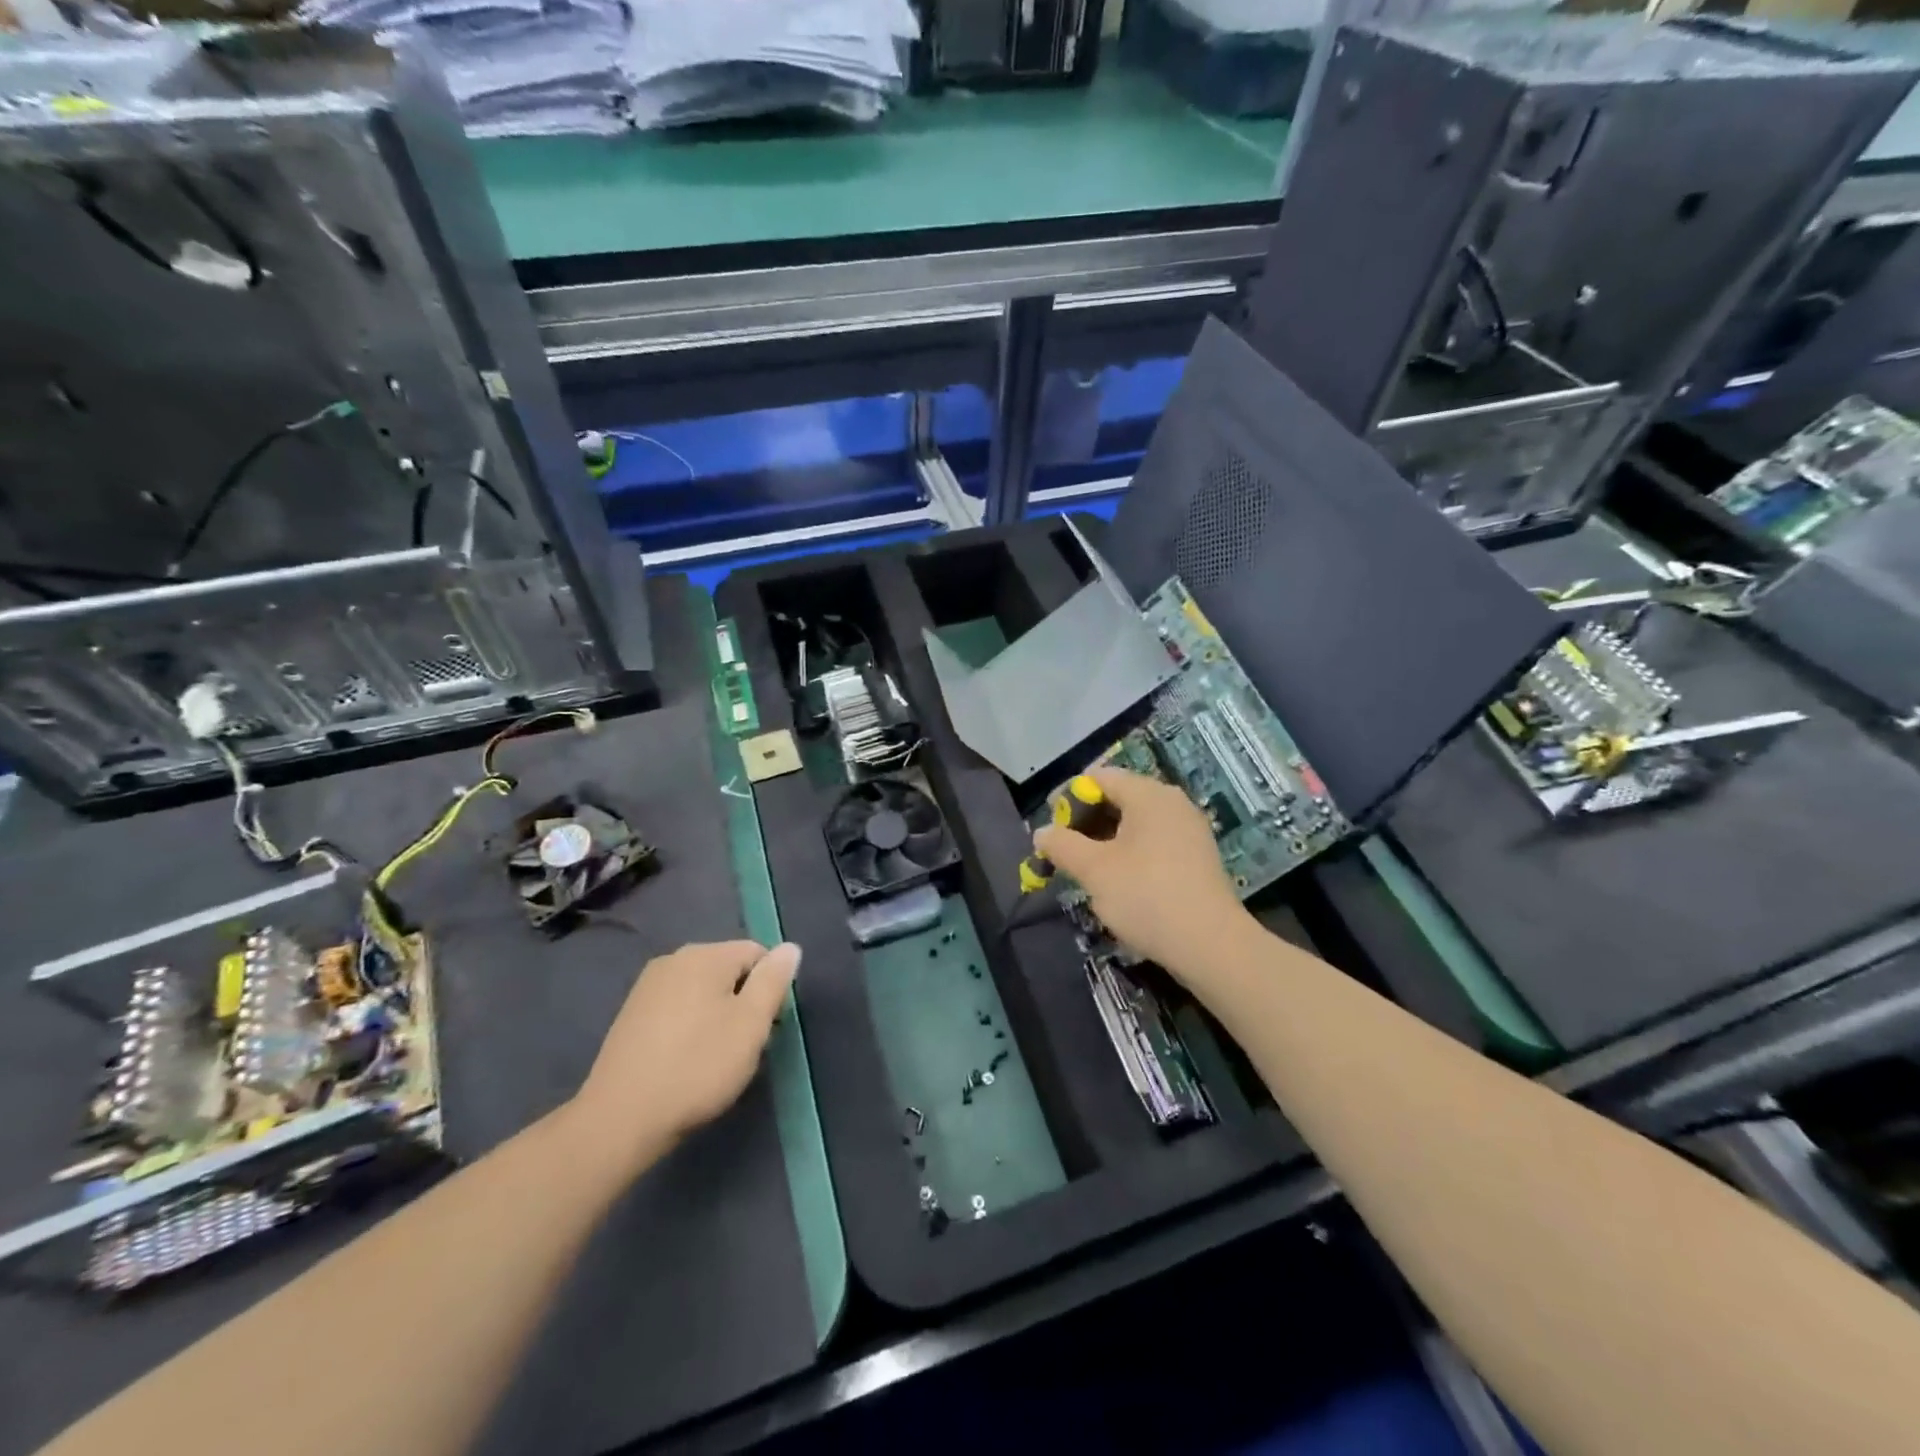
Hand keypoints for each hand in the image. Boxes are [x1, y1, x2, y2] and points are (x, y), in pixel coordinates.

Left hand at [571, 940, 799, 1163]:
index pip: (758, 954)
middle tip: (745, 1047)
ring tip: (717, 1058)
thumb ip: (773, 981)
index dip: (770, 989)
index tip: (767, 1028)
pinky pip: (678, 1008)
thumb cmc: (697, 1067)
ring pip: (704, 991)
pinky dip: (691, 1027)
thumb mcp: (751, 1024)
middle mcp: (674, 959)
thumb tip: (789, 948)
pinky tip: (687, 1061)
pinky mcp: (631, 1014)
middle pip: (730, 970)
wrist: (621, 1119)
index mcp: (705, 954)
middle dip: (744, 1003)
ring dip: (719, 1017)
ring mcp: (648, 986)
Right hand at [1033, 768, 1255, 984]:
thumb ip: (1063, 845)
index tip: (1050, 826)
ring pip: (1136, 822)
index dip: (1068, 797)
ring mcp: (1189, 829)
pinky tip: (1118, 881)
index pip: (1099, 777)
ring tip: (1086, 868)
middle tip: (1063, 849)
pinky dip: (1130, 852)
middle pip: (1118, 797)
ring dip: (1106, 839)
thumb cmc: (1146, 896)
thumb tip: (1042, 832)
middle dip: (1086, 820)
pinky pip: (1154, 841)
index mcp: (1148, 794)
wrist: (1212, 946)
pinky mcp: (1197, 857)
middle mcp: (1172, 802)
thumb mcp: (1094, 870)